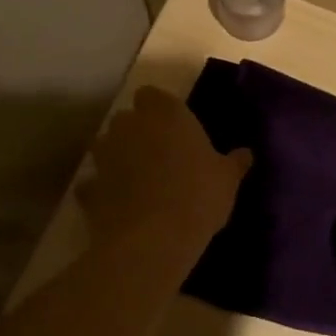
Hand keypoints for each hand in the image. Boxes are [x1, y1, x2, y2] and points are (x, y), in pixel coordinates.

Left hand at [85, 86, 250, 253]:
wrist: (152, 241)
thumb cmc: (198, 196)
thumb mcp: (227, 179)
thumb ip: (234, 162)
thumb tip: (246, 154)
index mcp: (166, 114)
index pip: (151, 94)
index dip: (158, 108)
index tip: (172, 126)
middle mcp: (131, 126)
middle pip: (126, 118)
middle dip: (136, 131)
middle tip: (157, 152)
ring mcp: (105, 157)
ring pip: (105, 146)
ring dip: (115, 156)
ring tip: (135, 177)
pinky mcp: (89, 189)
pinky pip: (93, 183)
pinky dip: (101, 190)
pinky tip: (116, 204)